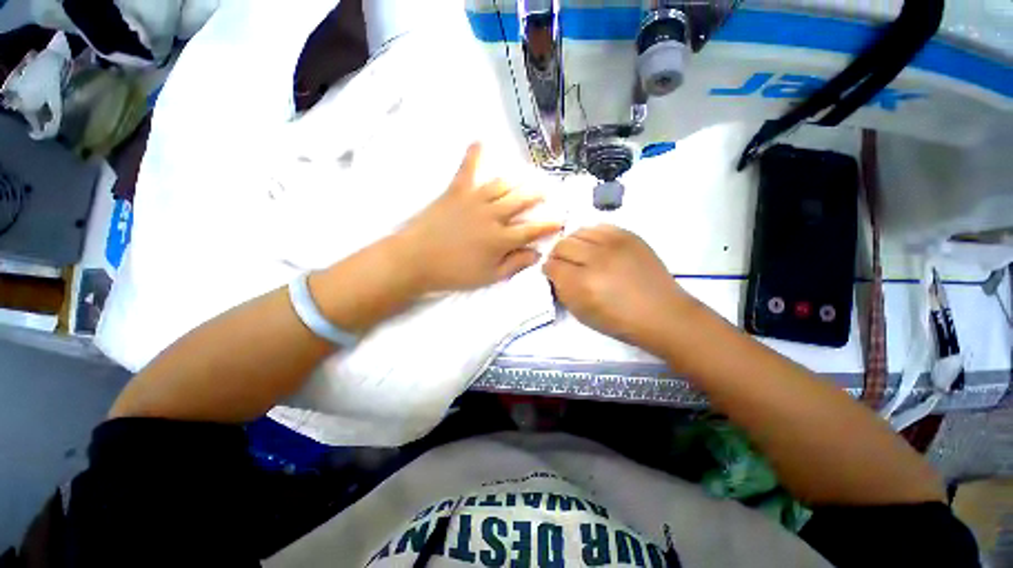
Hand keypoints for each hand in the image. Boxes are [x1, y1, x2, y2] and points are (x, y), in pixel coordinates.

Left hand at [397, 143, 561, 292]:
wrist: (416, 260)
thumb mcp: (489, 277)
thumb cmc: (454, 273)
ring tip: (523, 180)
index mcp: (501, 238)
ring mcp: (474, 200)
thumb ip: (515, 264)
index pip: (532, 229)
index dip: (548, 225)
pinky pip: (467, 169)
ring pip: (501, 186)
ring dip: (515, 182)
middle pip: (520, 201)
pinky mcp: (455, 192)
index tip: (560, 220)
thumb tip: (536, 253)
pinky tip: (479, 141)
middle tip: (545, 192)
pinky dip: (474, 155)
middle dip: (536, 196)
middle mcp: (492, 215)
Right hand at [544, 225, 699, 354]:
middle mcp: (596, 259)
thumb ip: (563, 291)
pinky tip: (595, 246)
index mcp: (582, 283)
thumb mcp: (582, 314)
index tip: (551, 273)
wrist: (661, 313)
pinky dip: (591, 236)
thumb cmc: (619, 321)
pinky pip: (600, 227)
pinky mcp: (629, 236)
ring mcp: (614, 244)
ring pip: (579, 232)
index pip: (552, 265)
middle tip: (563, 264)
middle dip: (557, 255)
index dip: (548, 269)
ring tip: (579, 254)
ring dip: (573, 243)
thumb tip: (555, 274)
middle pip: (562, 245)